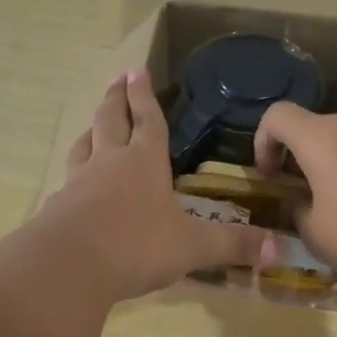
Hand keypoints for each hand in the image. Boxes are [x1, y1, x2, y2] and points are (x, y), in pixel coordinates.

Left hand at [40, 70, 277, 301]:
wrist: (68, 266)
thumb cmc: (136, 246)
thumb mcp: (192, 248)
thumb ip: (232, 246)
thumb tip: (279, 251)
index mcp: (145, 162)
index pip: (148, 120)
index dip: (145, 95)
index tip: (137, 69)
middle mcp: (109, 163)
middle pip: (111, 120)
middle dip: (117, 98)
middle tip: (117, 78)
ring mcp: (79, 182)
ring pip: (84, 145)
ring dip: (92, 130)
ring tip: (94, 123)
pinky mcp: (57, 206)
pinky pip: (67, 181)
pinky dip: (73, 174)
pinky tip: (73, 184)